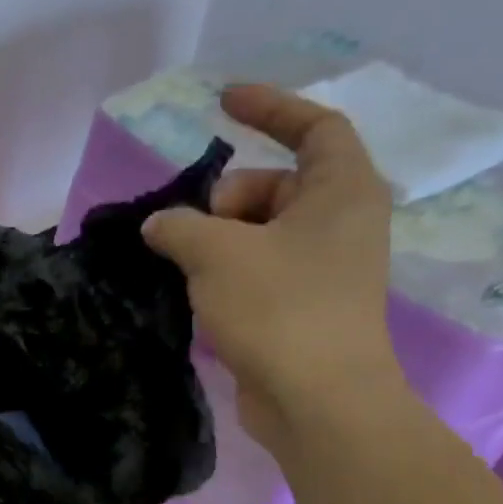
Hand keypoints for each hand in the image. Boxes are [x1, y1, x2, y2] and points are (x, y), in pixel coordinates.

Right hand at [142, 83, 399, 450]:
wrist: (316, 400)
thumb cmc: (278, 309)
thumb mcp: (217, 254)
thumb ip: (180, 225)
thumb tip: (160, 224)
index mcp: (342, 191)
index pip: (314, 126)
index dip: (270, 107)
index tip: (222, 103)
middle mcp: (341, 223)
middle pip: (276, 185)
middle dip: (226, 198)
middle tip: (193, 230)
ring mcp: (324, 269)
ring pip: (262, 232)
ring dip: (218, 240)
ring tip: (186, 267)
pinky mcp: (304, 308)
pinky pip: (259, 269)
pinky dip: (227, 271)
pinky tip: (198, 293)